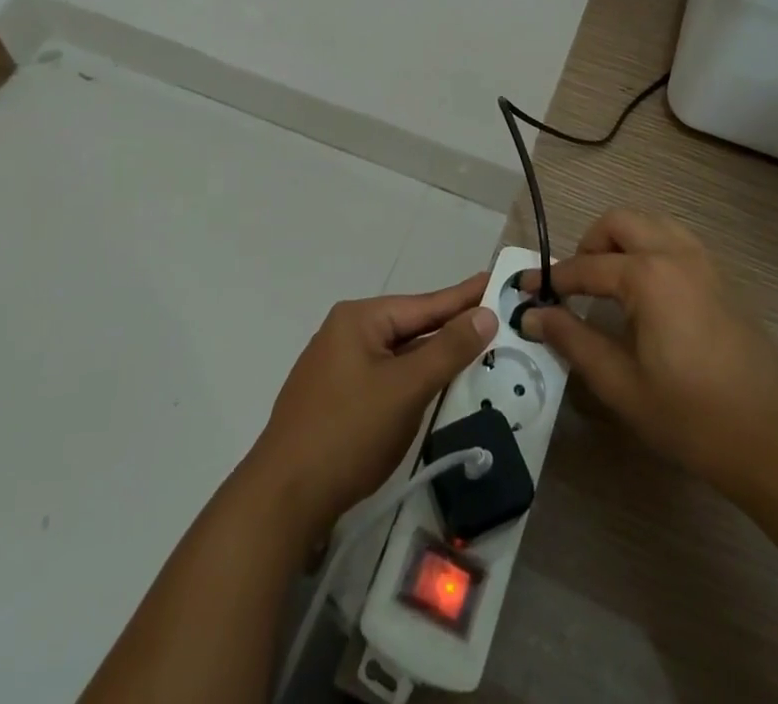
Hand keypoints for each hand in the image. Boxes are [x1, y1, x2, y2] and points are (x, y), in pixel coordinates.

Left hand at [248, 274, 498, 546]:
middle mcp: (346, 334)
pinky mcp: (337, 401)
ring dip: (433, 357)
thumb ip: (448, 349)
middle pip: (410, 327)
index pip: (424, 304)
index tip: (494, 279)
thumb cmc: (348, 432)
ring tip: (474, 349)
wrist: (283, 499)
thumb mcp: (405, 388)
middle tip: (494, 319)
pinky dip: (413, 380)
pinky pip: (386, 379)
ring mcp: (338, 369)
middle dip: (451, 327)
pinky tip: (435, 387)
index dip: (464, 296)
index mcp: (359, 320)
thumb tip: (485, 313)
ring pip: (399, 356)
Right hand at [520, 209, 777, 501]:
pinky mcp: (721, 277)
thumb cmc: (691, 416)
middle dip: (590, 243)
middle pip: (620, 222)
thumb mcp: (621, 384)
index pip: (586, 266)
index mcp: (648, 276)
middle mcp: (676, 254)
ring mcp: (704, 262)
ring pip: (652, 223)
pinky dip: (650, 247)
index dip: (552, 278)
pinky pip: (676, 240)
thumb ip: (573, 340)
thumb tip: (533, 314)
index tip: (525, 288)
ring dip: (622, 239)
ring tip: (607, 280)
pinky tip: (645, 290)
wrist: (773, 440)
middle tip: (574, 282)